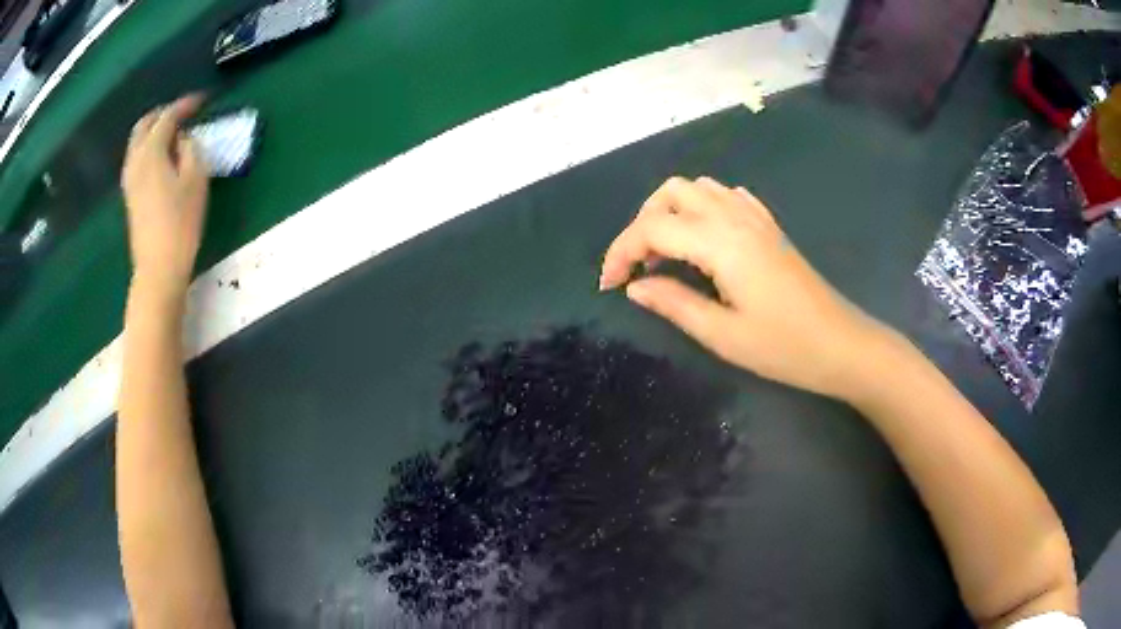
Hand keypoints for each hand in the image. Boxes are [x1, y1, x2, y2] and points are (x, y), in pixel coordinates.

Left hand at [122, 95, 208, 297]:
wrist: (158, 269)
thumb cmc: (180, 224)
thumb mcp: (195, 180)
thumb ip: (191, 150)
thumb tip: (184, 138)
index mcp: (152, 153)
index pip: (167, 117)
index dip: (185, 105)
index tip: (202, 100)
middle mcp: (135, 161)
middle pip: (144, 125)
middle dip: (163, 113)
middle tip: (182, 112)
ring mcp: (129, 180)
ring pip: (137, 142)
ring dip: (153, 130)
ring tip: (173, 132)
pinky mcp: (130, 197)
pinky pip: (136, 158)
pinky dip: (148, 147)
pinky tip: (161, 156)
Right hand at [600, 176, 888, 399]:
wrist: (841, 344)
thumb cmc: (784, 347)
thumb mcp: (722, 335)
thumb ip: (674, 304)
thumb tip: (635, 287)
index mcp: (721, 243)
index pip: (653, 228)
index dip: (621, 252)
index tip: (609, 285)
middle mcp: (735, 217)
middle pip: (671, 192)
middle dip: (642, 223)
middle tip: (639, 266)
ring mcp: (756, 217)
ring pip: (699, 188)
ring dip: (671, 212)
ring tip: (667, 254)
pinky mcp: (769, 226)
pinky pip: (727, 197)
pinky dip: (703, 208)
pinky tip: (704, 240)